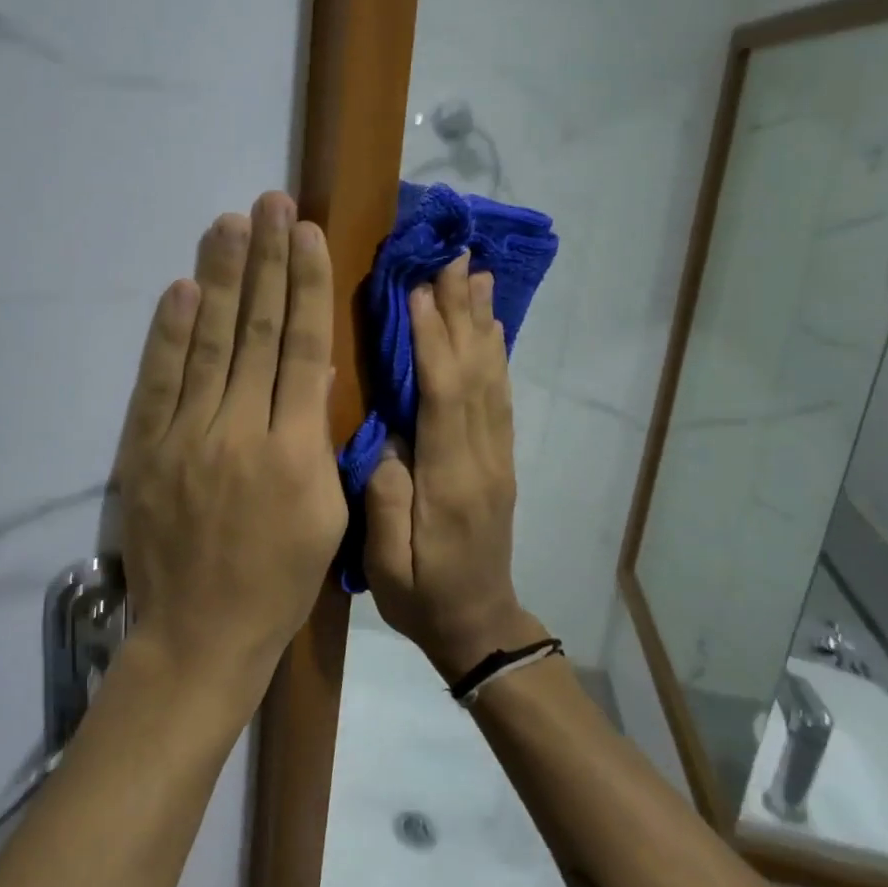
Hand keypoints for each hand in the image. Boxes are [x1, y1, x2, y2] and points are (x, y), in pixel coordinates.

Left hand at [114, 192, 347, 711]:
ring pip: (209, 343)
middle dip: (266, 262)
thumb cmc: (279, 582)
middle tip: (271, 203)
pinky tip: (181, 289)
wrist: (200, 635)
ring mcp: (186, 438)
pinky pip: (160, 381)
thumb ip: (319, 439)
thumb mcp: (326, 516)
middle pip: (256, 331)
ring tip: (231, 224)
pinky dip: (169, 333)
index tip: (309, 234)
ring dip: (220, 279)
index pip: (302, 349)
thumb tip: (312, 370)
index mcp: (295, 452)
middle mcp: (240, 432)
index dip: (306, 286)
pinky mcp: (146, 450)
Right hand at [364, 254, 541, 677]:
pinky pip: (500, 398)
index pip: (445, 398)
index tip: (420, 292)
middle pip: (476, 375)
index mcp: (451, 483)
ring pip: (493, 379)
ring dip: (483, 325)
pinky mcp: (499, 460)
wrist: (480, 626)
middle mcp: (483, 459)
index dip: (434, 342)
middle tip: (455, 260)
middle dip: (462, 315)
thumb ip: (386, 501)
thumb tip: (389, 439)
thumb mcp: (388, 566)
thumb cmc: (423, 598)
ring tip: (477, 277)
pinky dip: (495, 356)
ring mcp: (497, 458)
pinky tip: (490, 329)